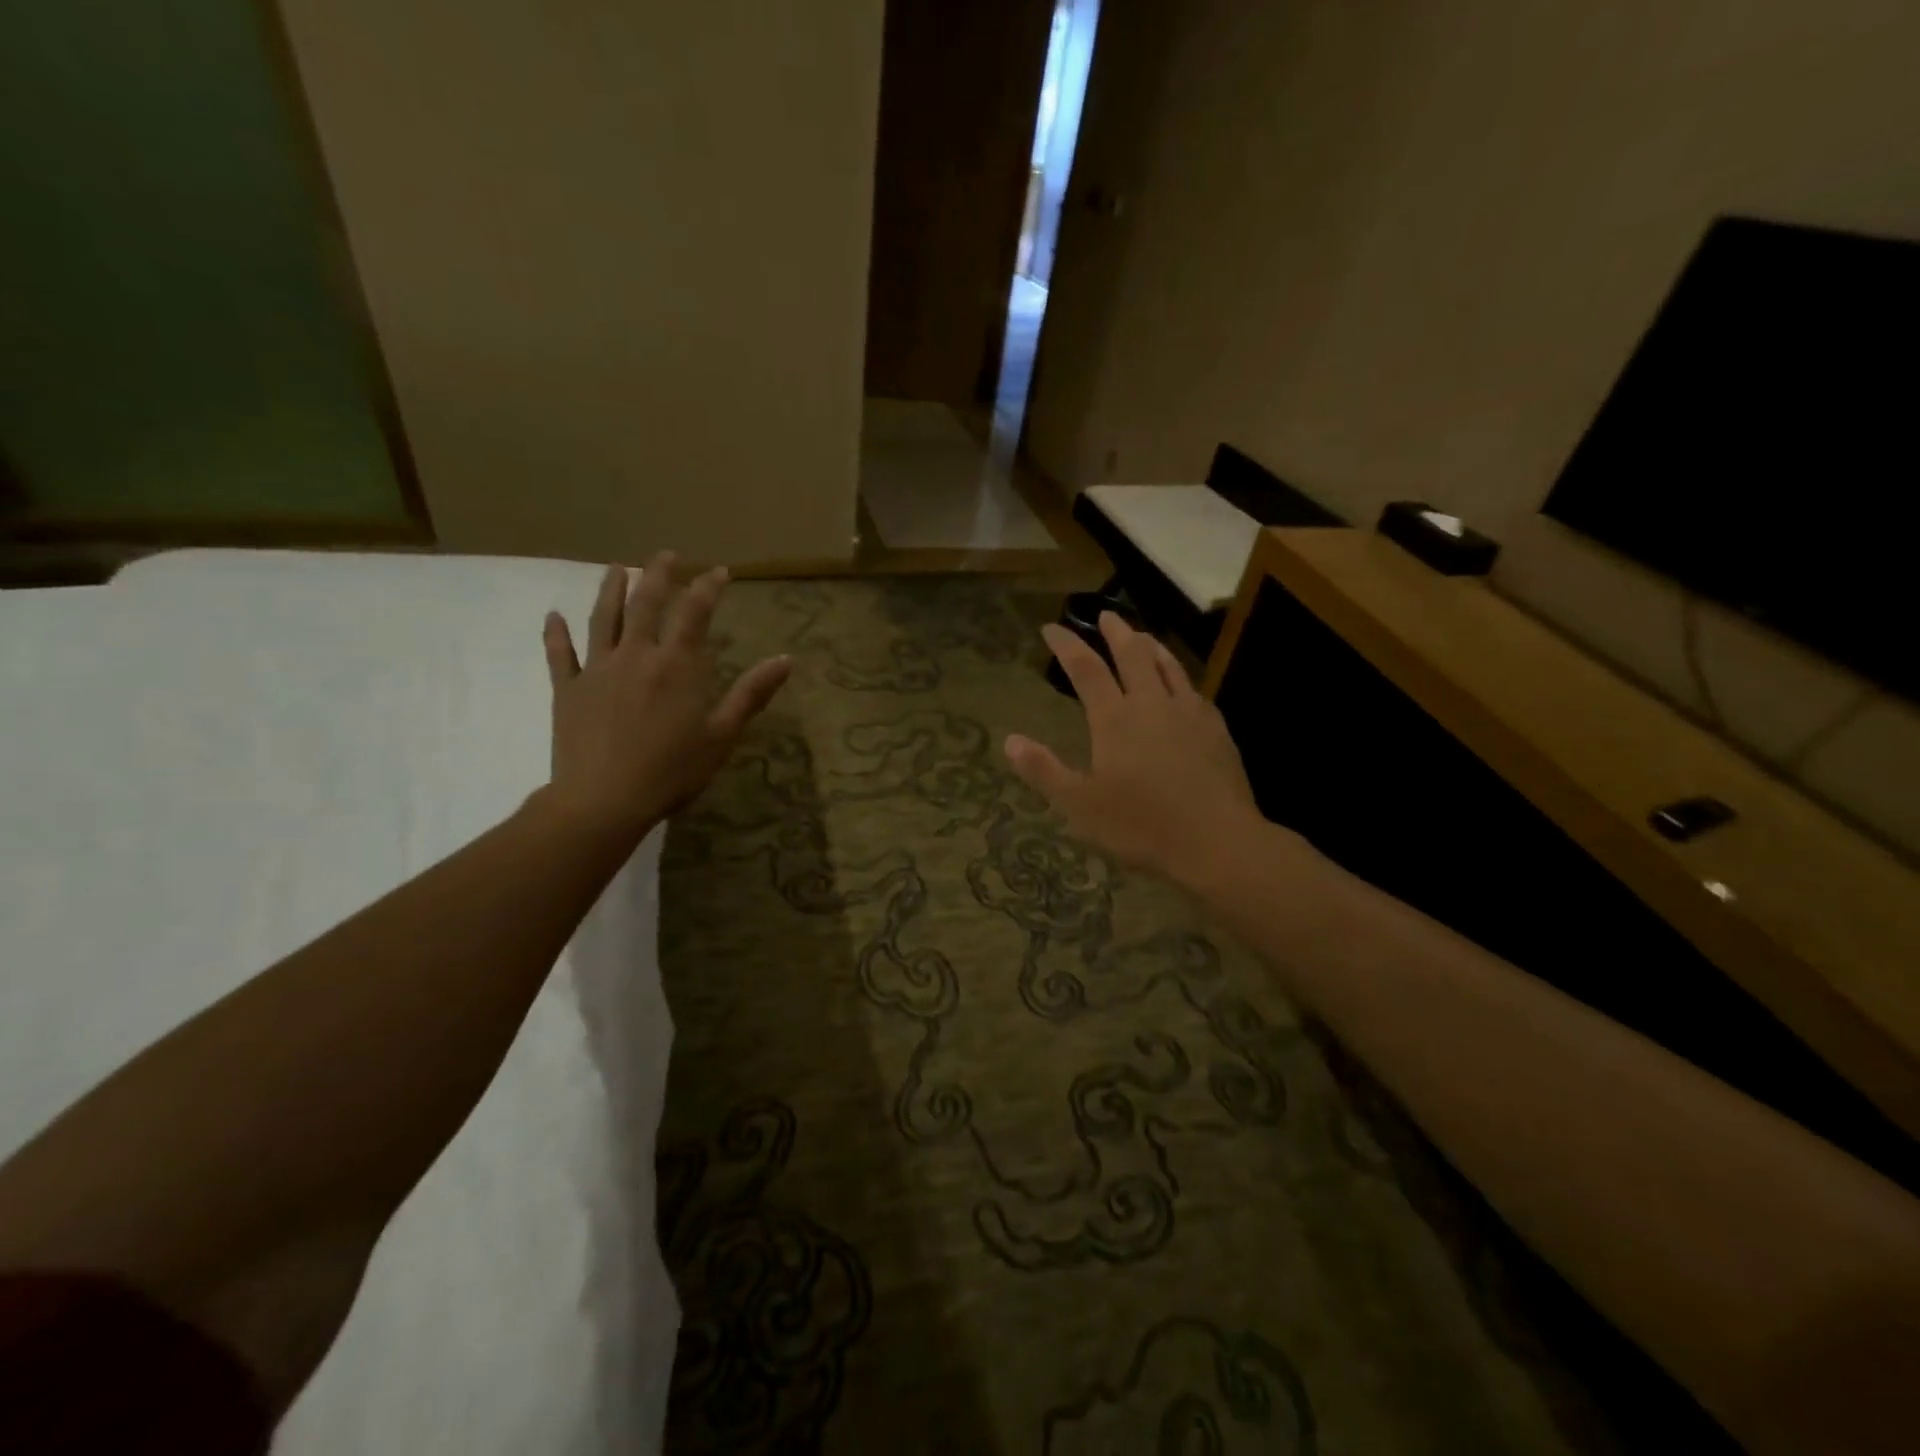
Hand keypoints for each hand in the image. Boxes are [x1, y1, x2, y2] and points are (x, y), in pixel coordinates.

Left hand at [542, 553, 789, 842]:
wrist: (604, 800)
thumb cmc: (672, 770)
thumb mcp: (722, 734)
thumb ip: (752, 693)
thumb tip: (786, 660)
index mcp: (677, 665)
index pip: (695, 613)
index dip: (707, 587)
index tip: (719, 571)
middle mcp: (636, 655)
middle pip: (645, 604)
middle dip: (659, 575)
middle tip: (667, 555)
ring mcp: (598, 670)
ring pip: (603, 619)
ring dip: (610, 589)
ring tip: (617, 568)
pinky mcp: (568, 690)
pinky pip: (560, 655)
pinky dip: (556, 634)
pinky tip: (553, 617)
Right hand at [1006, 614, 1259, 884]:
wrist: (1217, 841)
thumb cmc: (1141, 826)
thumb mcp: (1080, 806)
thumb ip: (1044, 771)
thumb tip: (1010, 740)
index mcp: (1115, 719)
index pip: (1085, 669)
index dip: (1067, 645)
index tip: (1051, 628)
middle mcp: (1152, 704)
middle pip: (1132, 654)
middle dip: (1115, 631)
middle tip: (1106, 615)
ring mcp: (1189, 713)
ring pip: (1168, 665)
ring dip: (1151, 645)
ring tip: (1142, 635)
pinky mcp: (1215, 729)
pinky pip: (1193, 689)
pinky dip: (1179, 675)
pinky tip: (1181, 685)